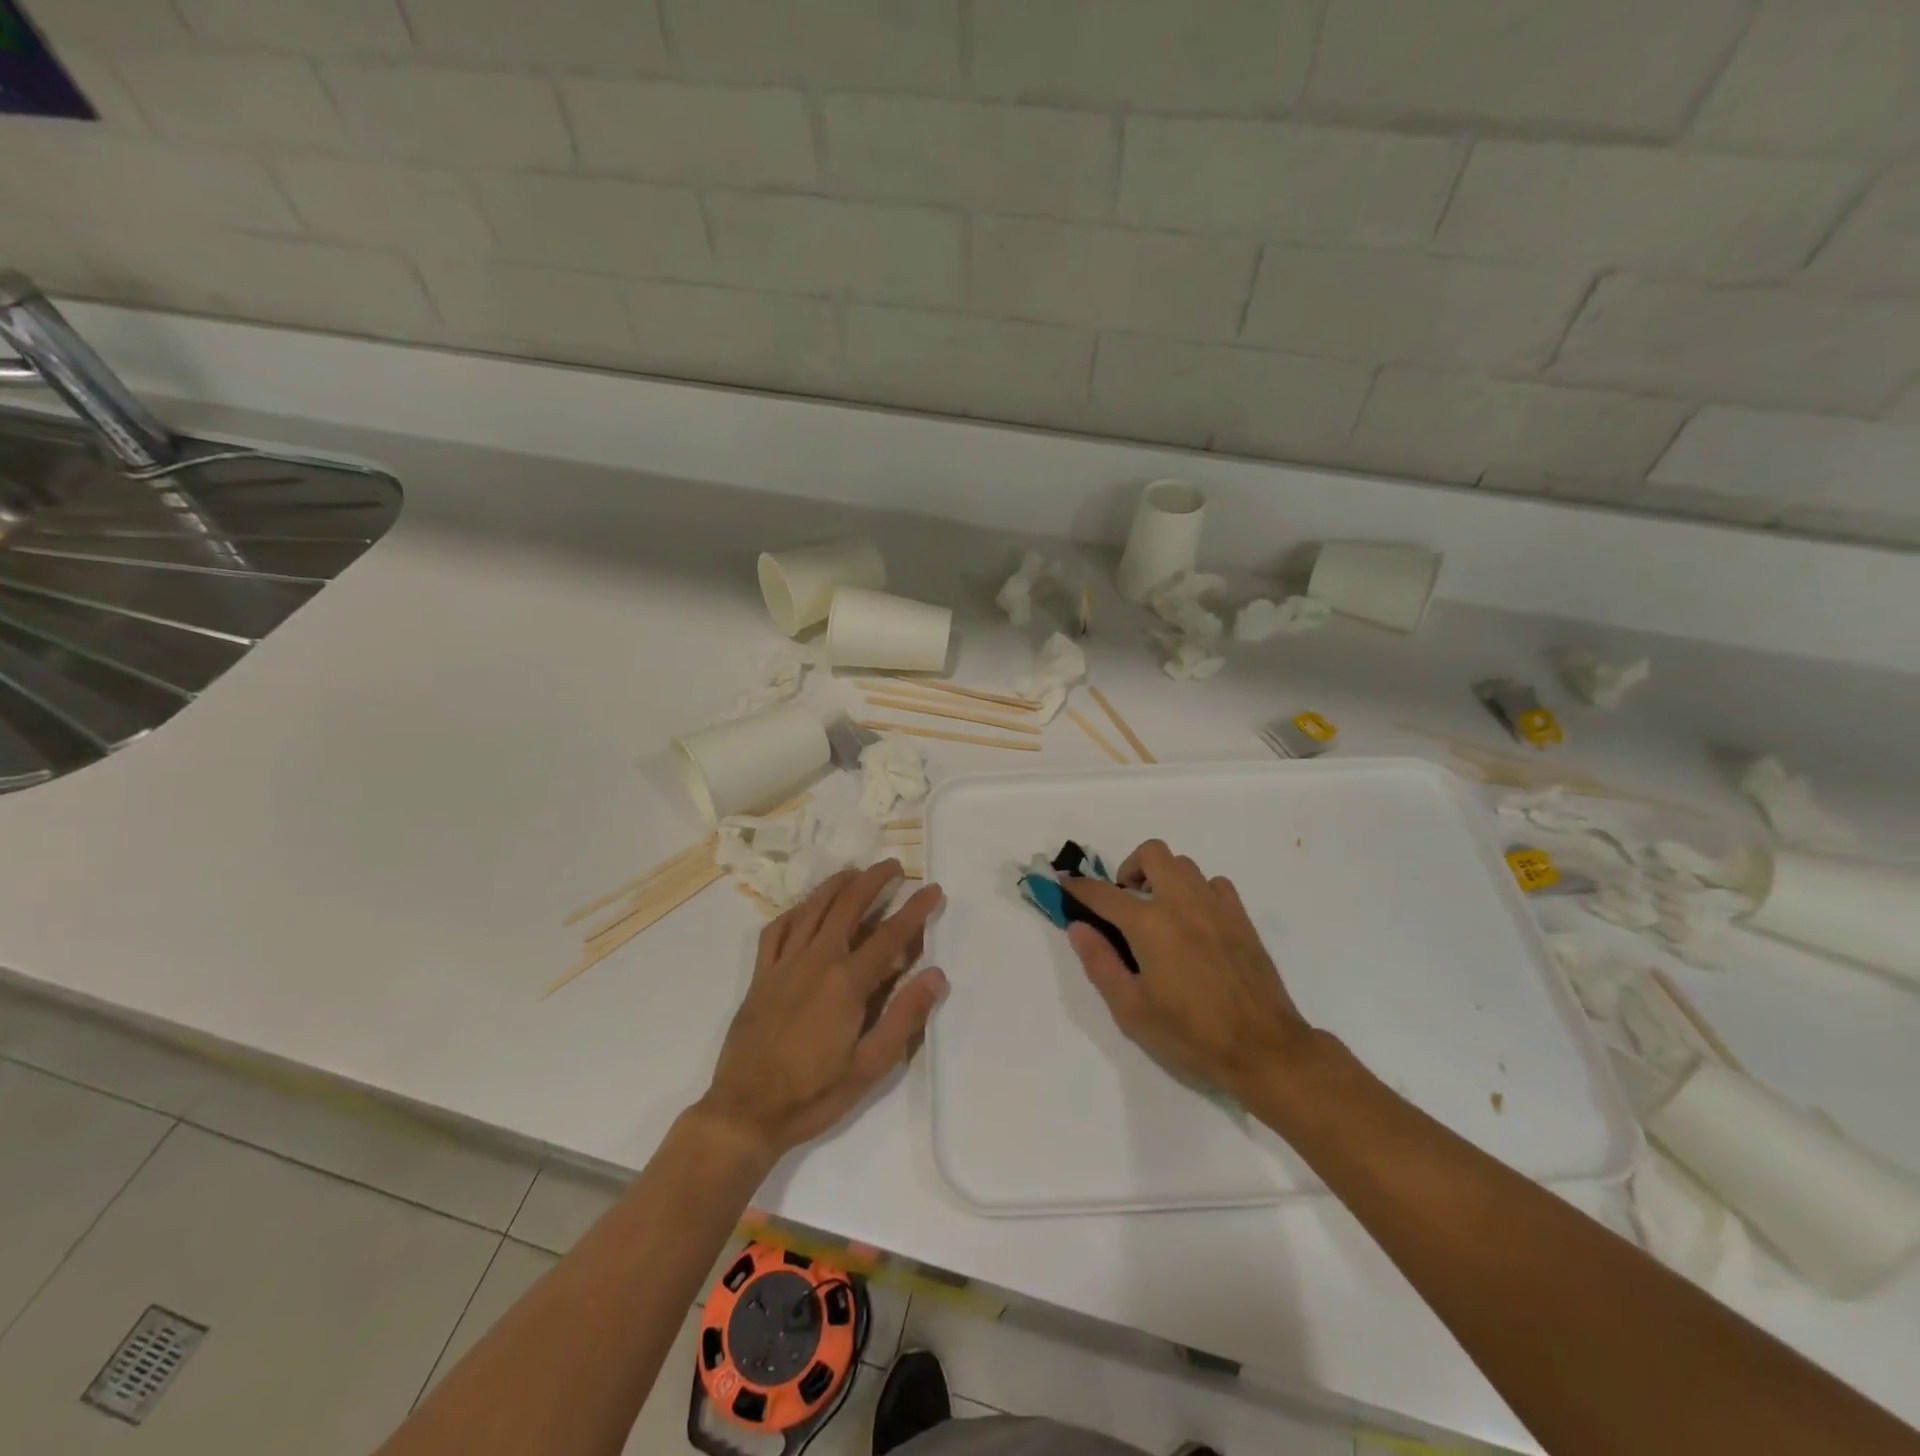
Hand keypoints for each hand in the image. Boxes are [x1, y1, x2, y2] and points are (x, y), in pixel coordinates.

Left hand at [699, 862, 946, 1160]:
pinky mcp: (761, 975)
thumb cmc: (813, 1094)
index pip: (891, 935)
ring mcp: (784, 964)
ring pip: (812, 908)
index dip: (916, 909)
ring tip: (855, 871)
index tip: (933, 889)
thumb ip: (904, 1017)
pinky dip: (795, 911)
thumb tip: (936, 974)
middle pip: (849, 905)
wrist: (745, 1112)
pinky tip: (806, 907)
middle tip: (894, 866)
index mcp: (847, 983)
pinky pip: (777, 929)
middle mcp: (816, 961)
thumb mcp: (870, 1067)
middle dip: (874, 879)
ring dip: (837, 884)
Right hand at [1061, 840, 1314, 1102]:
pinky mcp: (1242, 918)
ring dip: (1164, 877)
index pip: (1104, 894)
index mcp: (1149, 924)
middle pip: (1152, 853)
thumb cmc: (1190, 1034)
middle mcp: (1181, 903)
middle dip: (1130, 867)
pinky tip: (1195, 921)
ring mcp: (1216, 907)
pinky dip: (1198, 891)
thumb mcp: (1131, 1009)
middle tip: (1124, 899)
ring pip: (1184, 865)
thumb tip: (1078, 927)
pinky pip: (1215, 884)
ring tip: (1159, 911)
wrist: (1264, 1049)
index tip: (1067, 884)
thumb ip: (1100, 962)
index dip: (1080, 887)